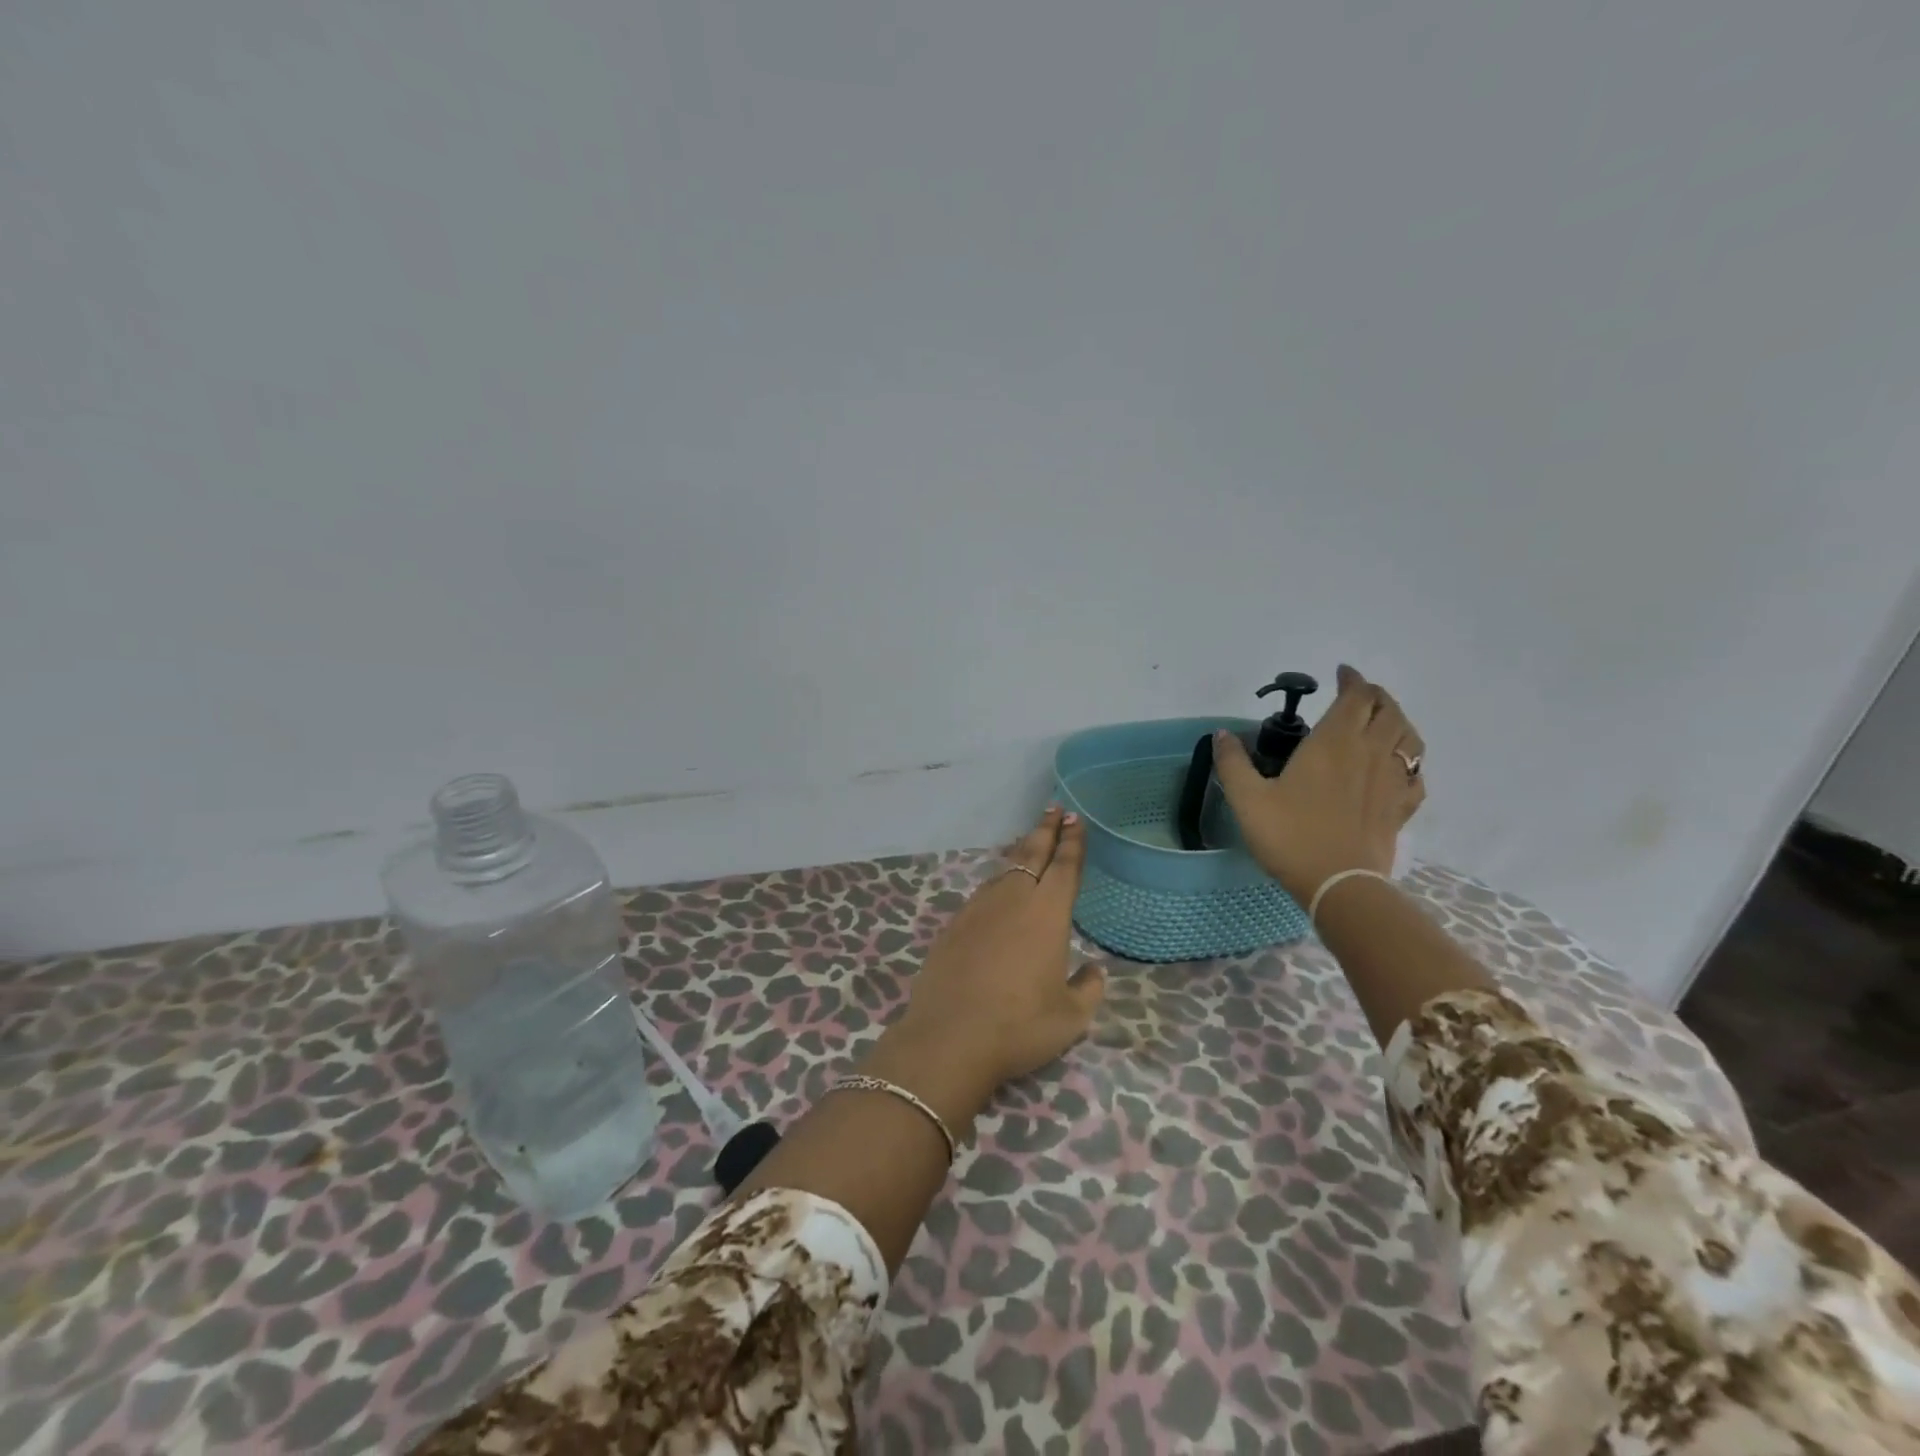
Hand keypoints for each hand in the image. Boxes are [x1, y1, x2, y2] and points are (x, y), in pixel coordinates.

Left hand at [883, 806, 1105, 1099]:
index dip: (1072, 841)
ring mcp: (978, 910)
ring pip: (1004, 870)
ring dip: (1020, 852)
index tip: (1075, 818)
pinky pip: (982, 892)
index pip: (1064, 866)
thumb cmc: (1020, 1026)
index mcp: (1047, 913)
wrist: (950, 1037)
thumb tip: (1093, 971)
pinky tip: (997, 890)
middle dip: (1046, 830)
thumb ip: (1088, 989)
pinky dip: (996, 881)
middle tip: (1054, 810)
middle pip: (1032, 854)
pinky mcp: (954, 925)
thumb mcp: (1071, 1017)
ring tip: (1028, 842)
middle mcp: (1013, 900)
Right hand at [1214, 664, 1425, 902]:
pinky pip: (1416, 774)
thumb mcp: (1247, 799)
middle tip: (1358, 695)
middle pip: (1388, 709)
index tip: (1341, 673)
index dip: (1352, 679)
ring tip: (1383, 722)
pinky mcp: (1402, 807)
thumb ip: (1233, 763)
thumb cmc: (1290, 836)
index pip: (1356, 696)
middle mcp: (1370, 752)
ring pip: (1409, 737)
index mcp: (1334, 742)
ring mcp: (1392, 780)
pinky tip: (1398, 768)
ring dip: (1398, 721)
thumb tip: (1221, 734)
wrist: (1338, 884)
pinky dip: (1410, 761)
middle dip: (1375, 695)